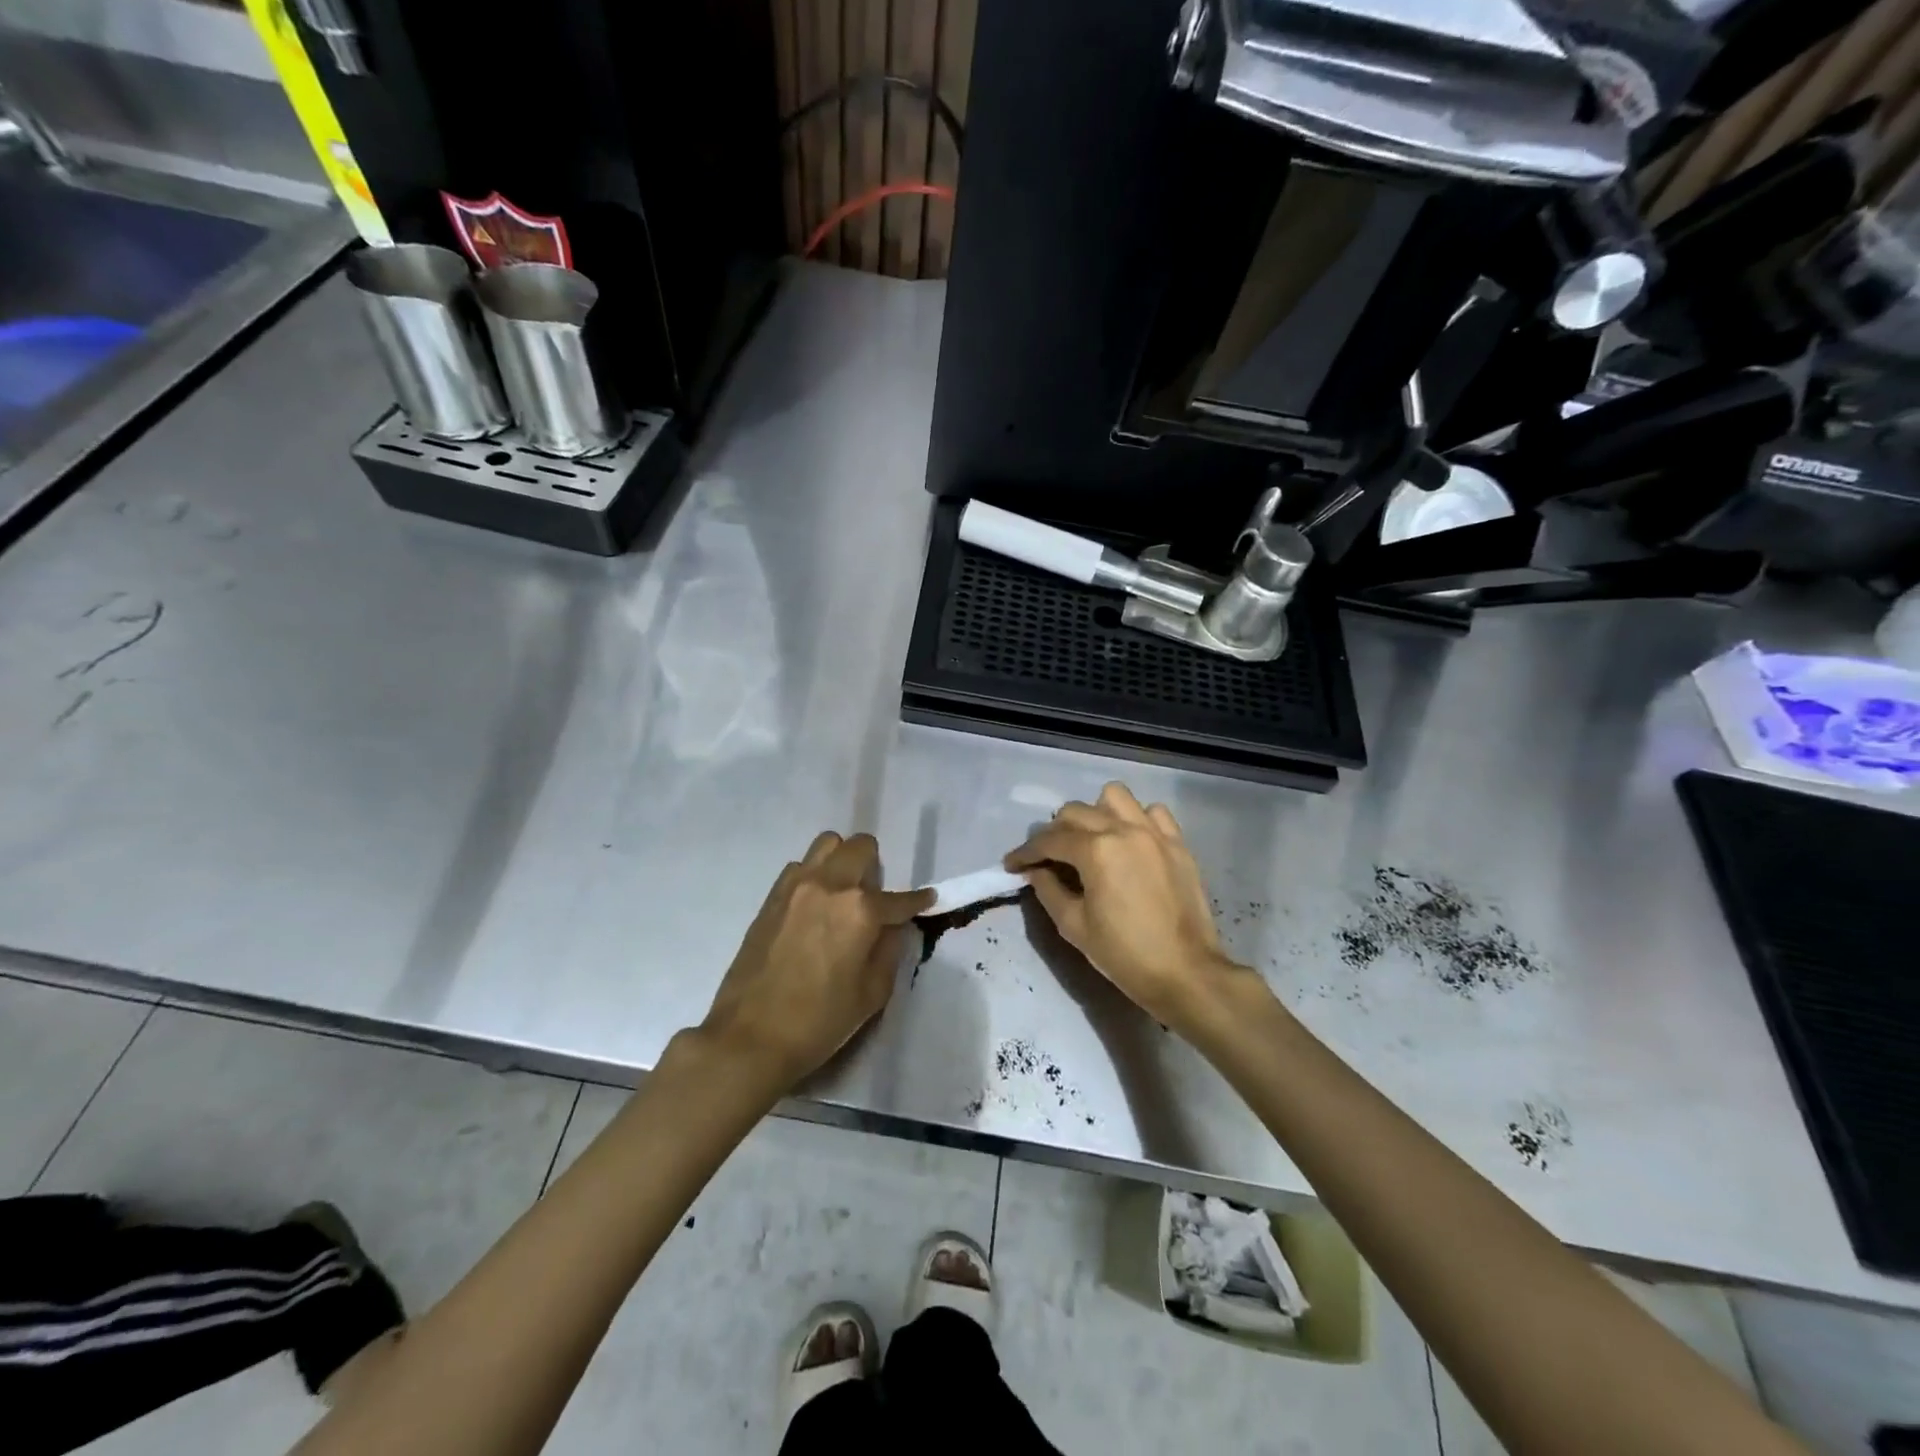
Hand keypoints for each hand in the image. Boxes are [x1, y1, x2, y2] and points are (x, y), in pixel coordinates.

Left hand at [700, 832, 931, 1091]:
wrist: (750, 1037)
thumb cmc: (819, 1021)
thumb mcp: (872, 994)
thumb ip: (889, 950)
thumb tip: (892, 927)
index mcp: (860, 910)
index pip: (900, 898)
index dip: (918, 901)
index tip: (927, 900)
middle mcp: (829, 886)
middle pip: (860, 847)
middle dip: (876, 866)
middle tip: (875, 896)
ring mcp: (796, 886)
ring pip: (827, 845)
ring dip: (842, 860)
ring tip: (843, 893)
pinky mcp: (771, 897)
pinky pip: (800, 867)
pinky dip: (814, 875)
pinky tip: (815, 906)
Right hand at [1005, 783, 1254, 1031]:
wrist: (1186, 973)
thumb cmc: (1124, 954)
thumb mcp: (1074, 926)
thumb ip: (1048, 890)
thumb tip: (1036, 871)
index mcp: (1096, 850)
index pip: (1049, 840)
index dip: (1025, 852)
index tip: (1011, 864)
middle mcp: (1124, 829)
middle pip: (1076, 812)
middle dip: (1054, 832)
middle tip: (1048, 858)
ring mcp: (1154, 833)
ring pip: (1115, 797)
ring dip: (1095, 813)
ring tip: (1091, 840)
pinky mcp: (1177, 843)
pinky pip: (1153, 812)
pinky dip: (1136, 819)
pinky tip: (1130, 842)